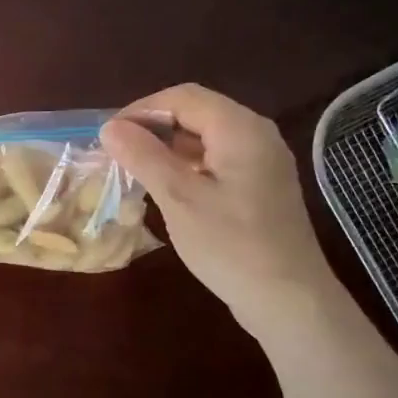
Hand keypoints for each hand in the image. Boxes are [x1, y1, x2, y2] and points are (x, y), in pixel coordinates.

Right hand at [100, 85, 339, 333]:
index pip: (182, 97)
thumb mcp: (179, 198)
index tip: (108, 136)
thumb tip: (109, 128)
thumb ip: (143, 157)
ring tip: (134, 168)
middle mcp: (256, 134)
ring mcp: (262, 161)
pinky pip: (217, 159)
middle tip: (117, 152)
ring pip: (206, 137)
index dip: (140, 109)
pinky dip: (187, 165)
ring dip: (168, 146)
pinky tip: (166, 187)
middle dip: (153, 127)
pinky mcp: (260, 186)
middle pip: (196, 112)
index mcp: (240, 128)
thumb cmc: (231, 246)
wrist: (288, 300)